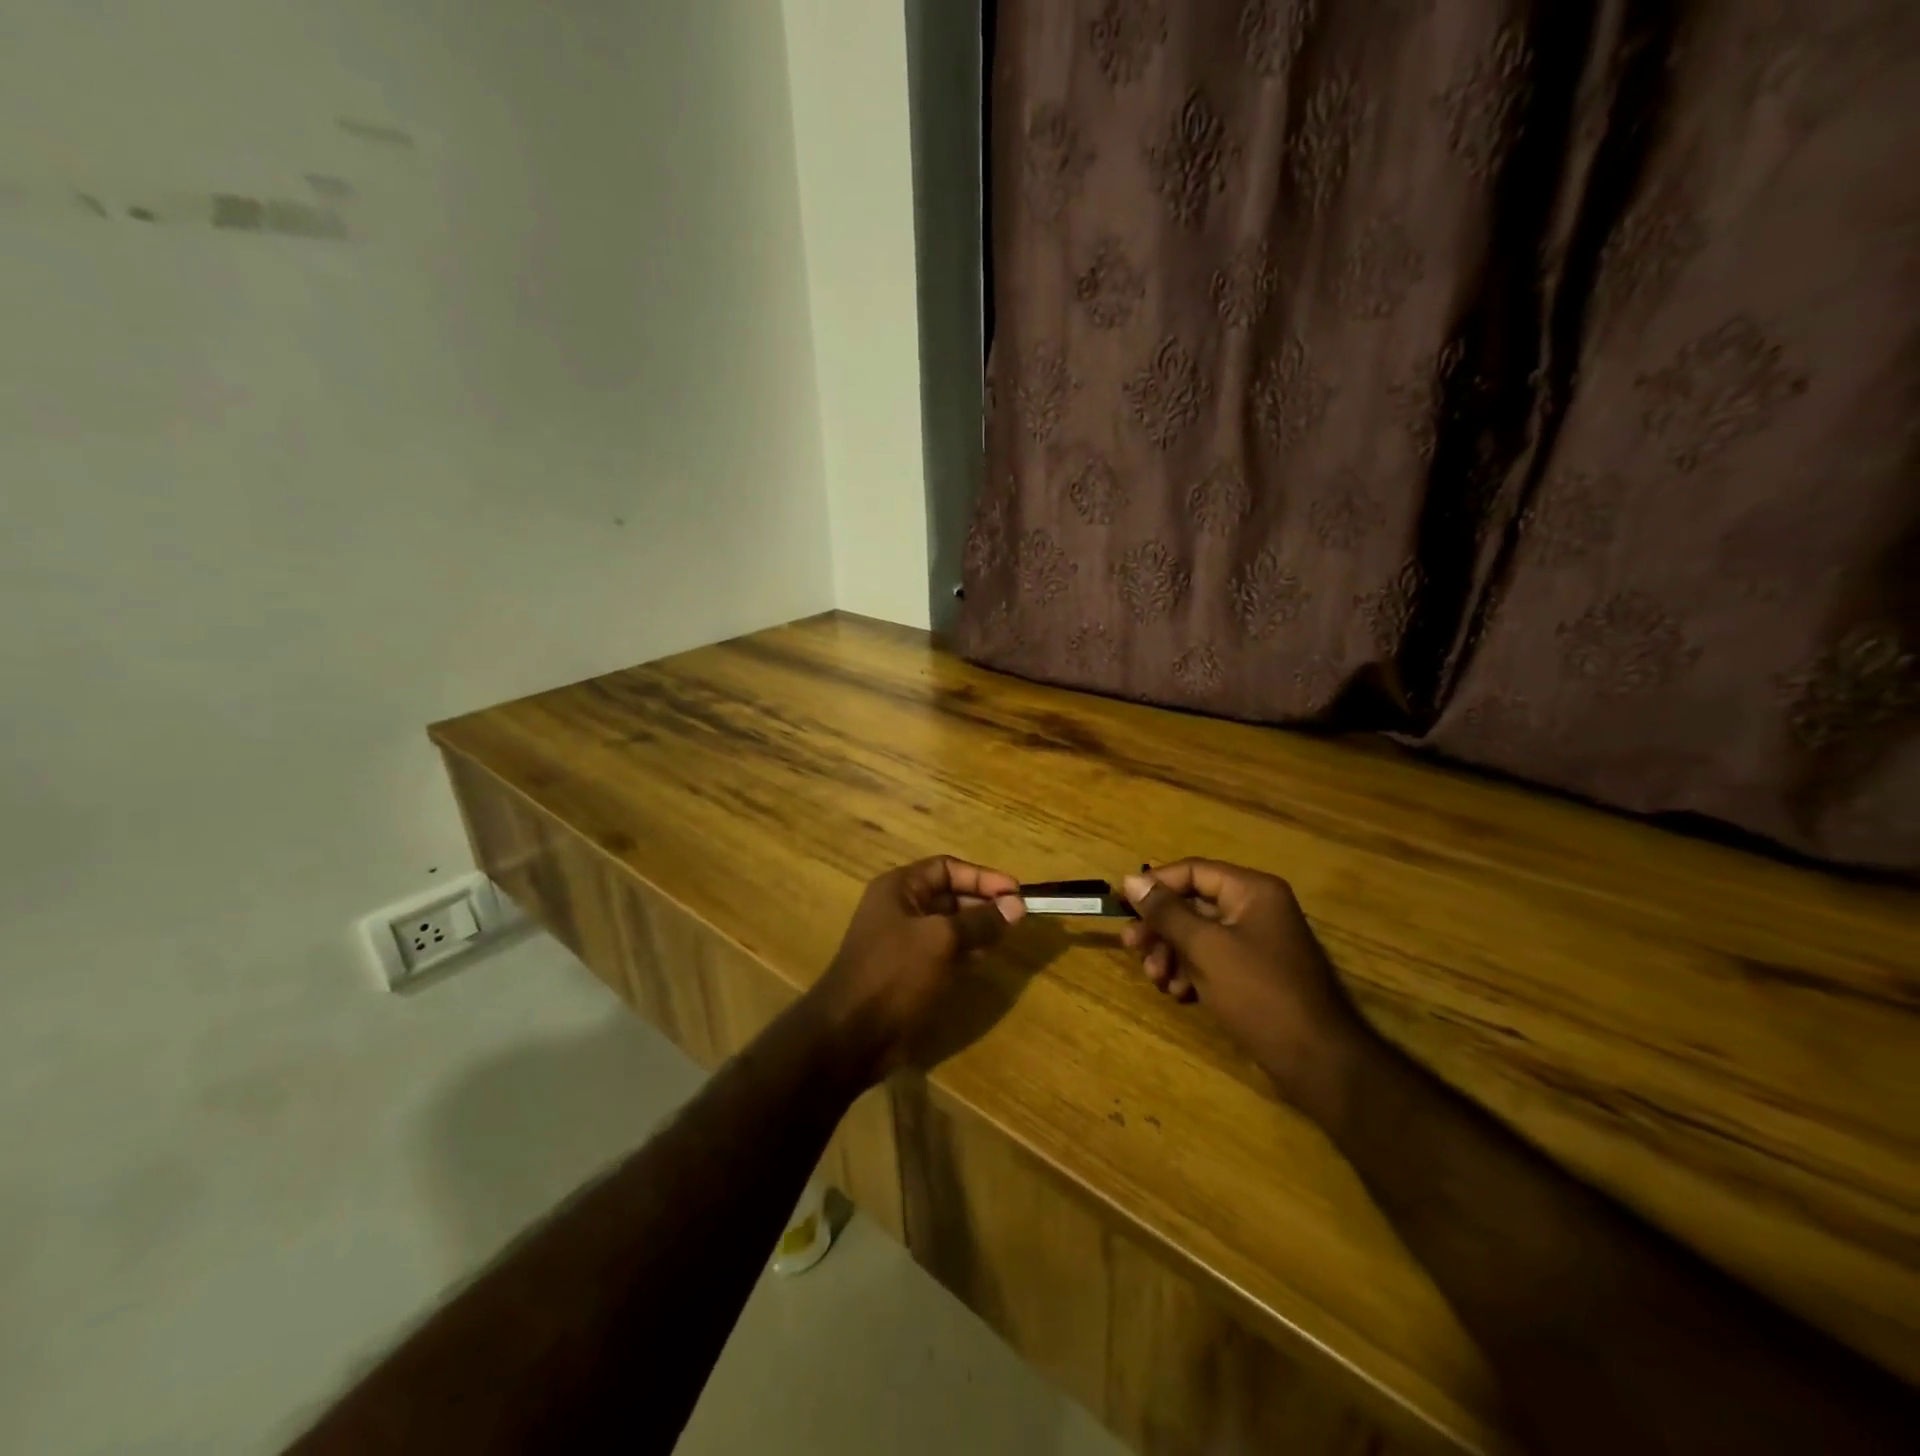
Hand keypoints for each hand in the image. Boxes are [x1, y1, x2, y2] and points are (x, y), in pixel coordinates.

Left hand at [807, 856, 1025, 1081]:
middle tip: (1018, 916)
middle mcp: (900, 908)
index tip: (1015, 891)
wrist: (851, 1035)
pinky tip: (987, 956)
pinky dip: (966, 950)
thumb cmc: (894, 974)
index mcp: (899, 888)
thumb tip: (1018, 904)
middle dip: (983, 902)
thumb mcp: (941, 940)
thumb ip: (980, 920)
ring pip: (949, 924)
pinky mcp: (910, 971)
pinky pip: (944, 950)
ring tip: (1010, 935)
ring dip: (978, 927)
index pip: (946, 868)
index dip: (982, 877)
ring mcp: (904, 941)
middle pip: (949, 895)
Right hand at [1120, 859, 1372, 1121]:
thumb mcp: (1205, 948)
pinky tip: (1179, 993)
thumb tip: (1131, 881)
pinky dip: (1191, 972)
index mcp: (1252, 891)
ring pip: (1198, 935)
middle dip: (1160, 928)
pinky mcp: (1254, 974)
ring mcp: (1256, 943)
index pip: (1193, 871)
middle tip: (1131, 947)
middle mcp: (1256, 909)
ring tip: (1157, 980)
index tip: (1122, 904)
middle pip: (1193, 904)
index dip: (1155, 884)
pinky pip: (1212, 960)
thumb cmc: (1258, 993)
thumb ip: (1166, 912)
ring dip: (1171, 954)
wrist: (1315, 1061)